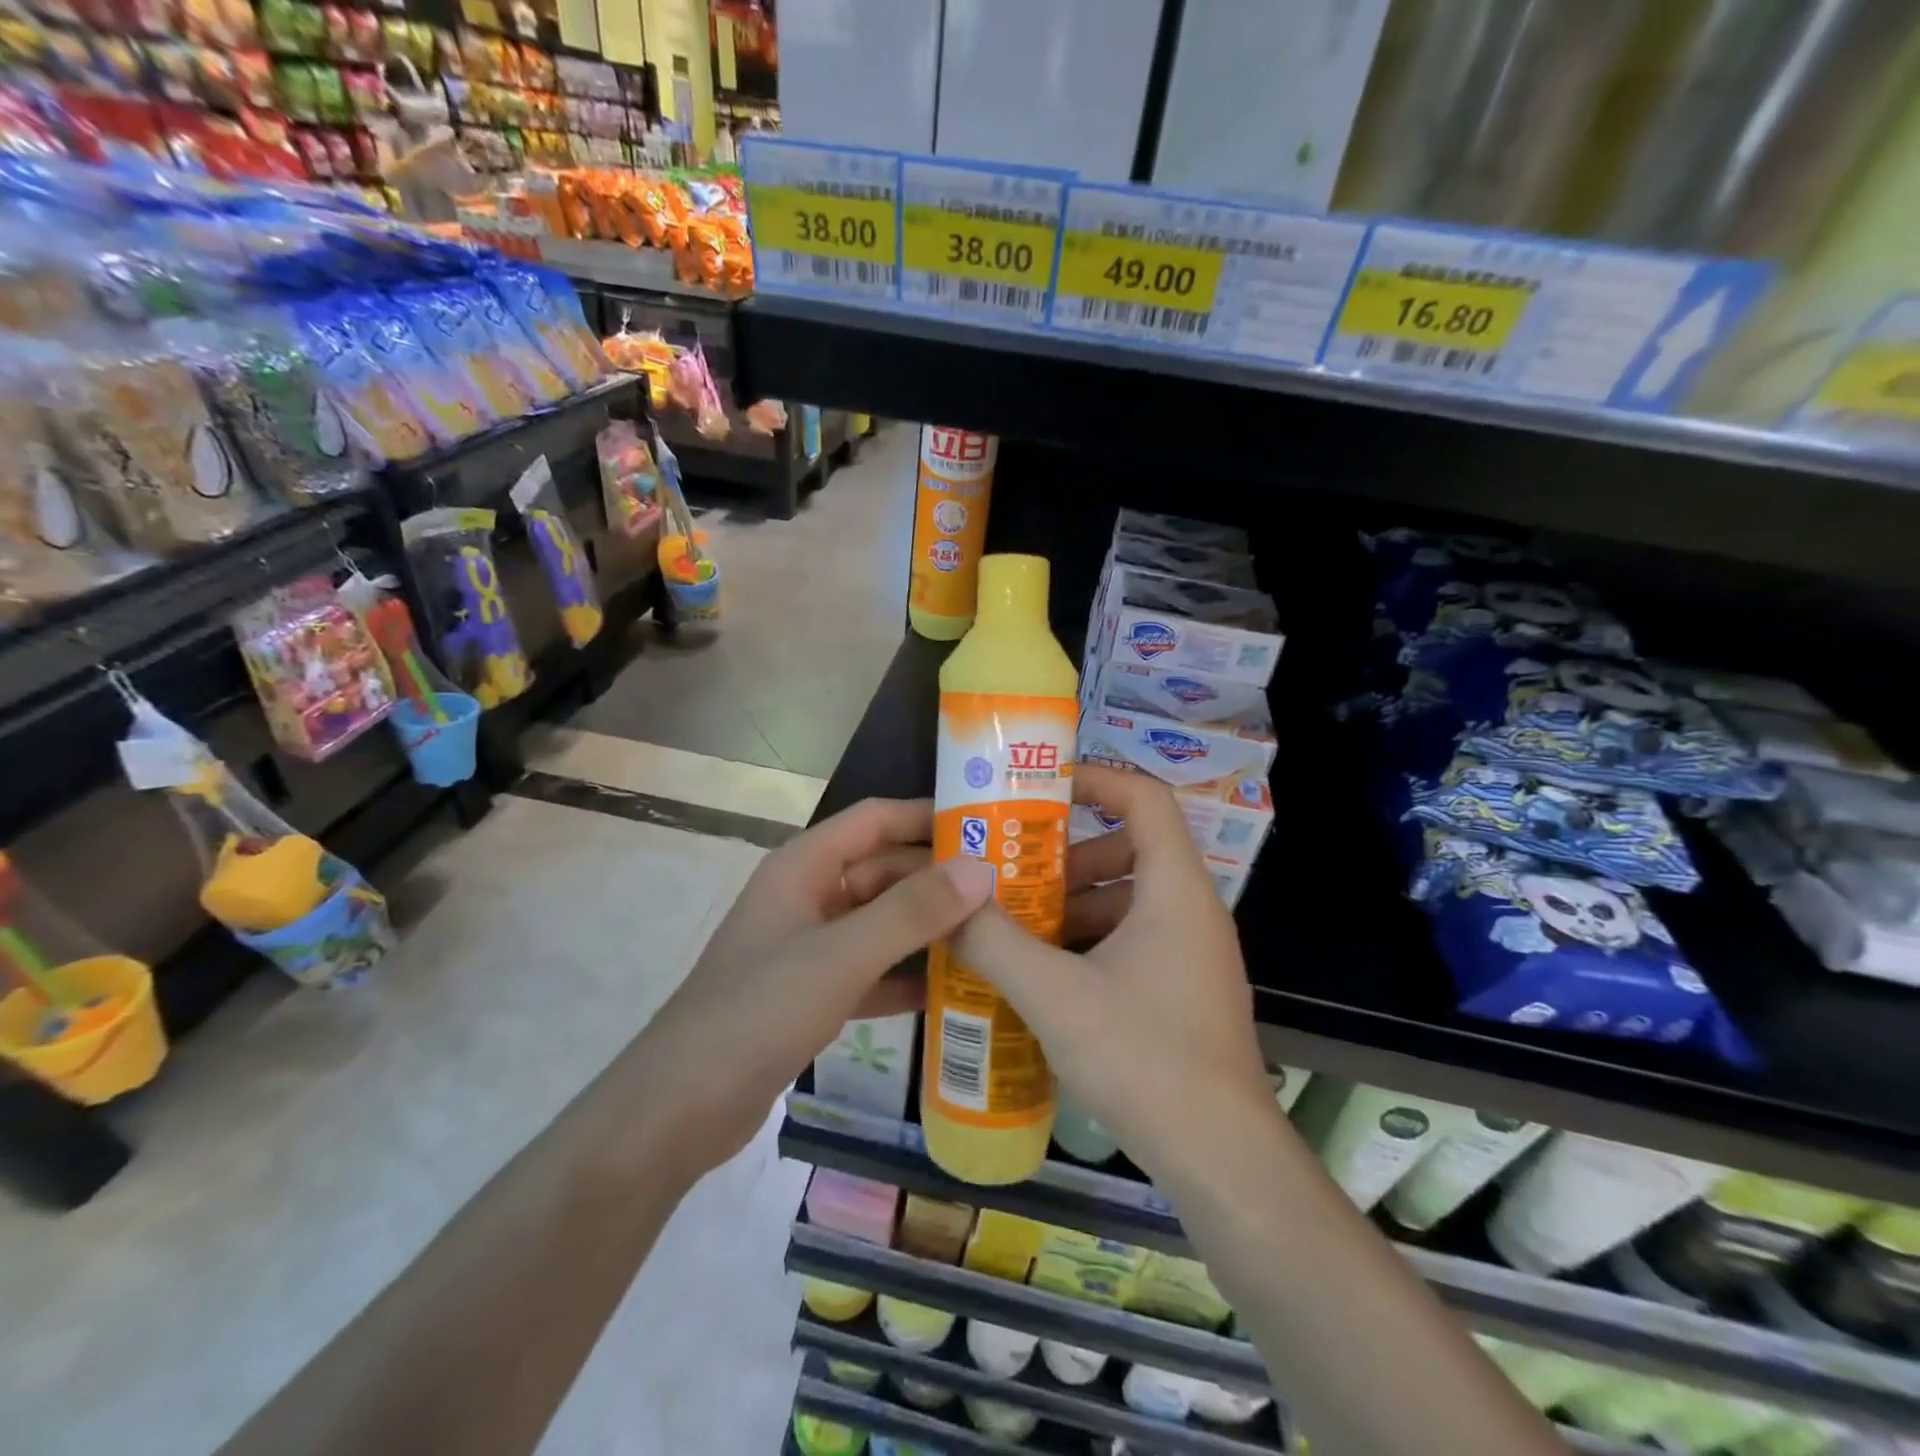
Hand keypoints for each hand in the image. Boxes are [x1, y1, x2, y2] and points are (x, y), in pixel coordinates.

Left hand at [640, 798, 995, 1169]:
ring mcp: (810, 946)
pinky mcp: (813, 992)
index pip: (875, 819)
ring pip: (881, 922)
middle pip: (884, 870)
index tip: (988, 826)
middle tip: (1007, 890)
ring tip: (995, 934)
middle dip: (939, 878)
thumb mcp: (841, 956)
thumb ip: (912, 912)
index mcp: (804, 866)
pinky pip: (872, 969)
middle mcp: (808, 896)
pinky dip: (907, 975)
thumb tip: (981, 869)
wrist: (680, 1109)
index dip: (928, 816)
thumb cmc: (759, 1012)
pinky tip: (955, 989)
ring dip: (929, 927)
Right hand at [951, 764, 1274, 1181]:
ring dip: (1073, 902)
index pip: (1146, 798)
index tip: (1041, 789)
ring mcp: (1191, 954)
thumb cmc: (1145, 1058)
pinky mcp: (1183, 991)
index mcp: (1175, 890)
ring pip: (1128, 899)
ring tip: (1015, 922)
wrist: (1222, 1160)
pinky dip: (1088, 940)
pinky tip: (1043, 973)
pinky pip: (1132, 940)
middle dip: (1068, 854)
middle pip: (1131, 848)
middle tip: (1013, 868)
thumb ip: (995, 942)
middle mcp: (1191, 911)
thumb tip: (951, 904)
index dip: (1097, 779)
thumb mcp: (1055, 995)